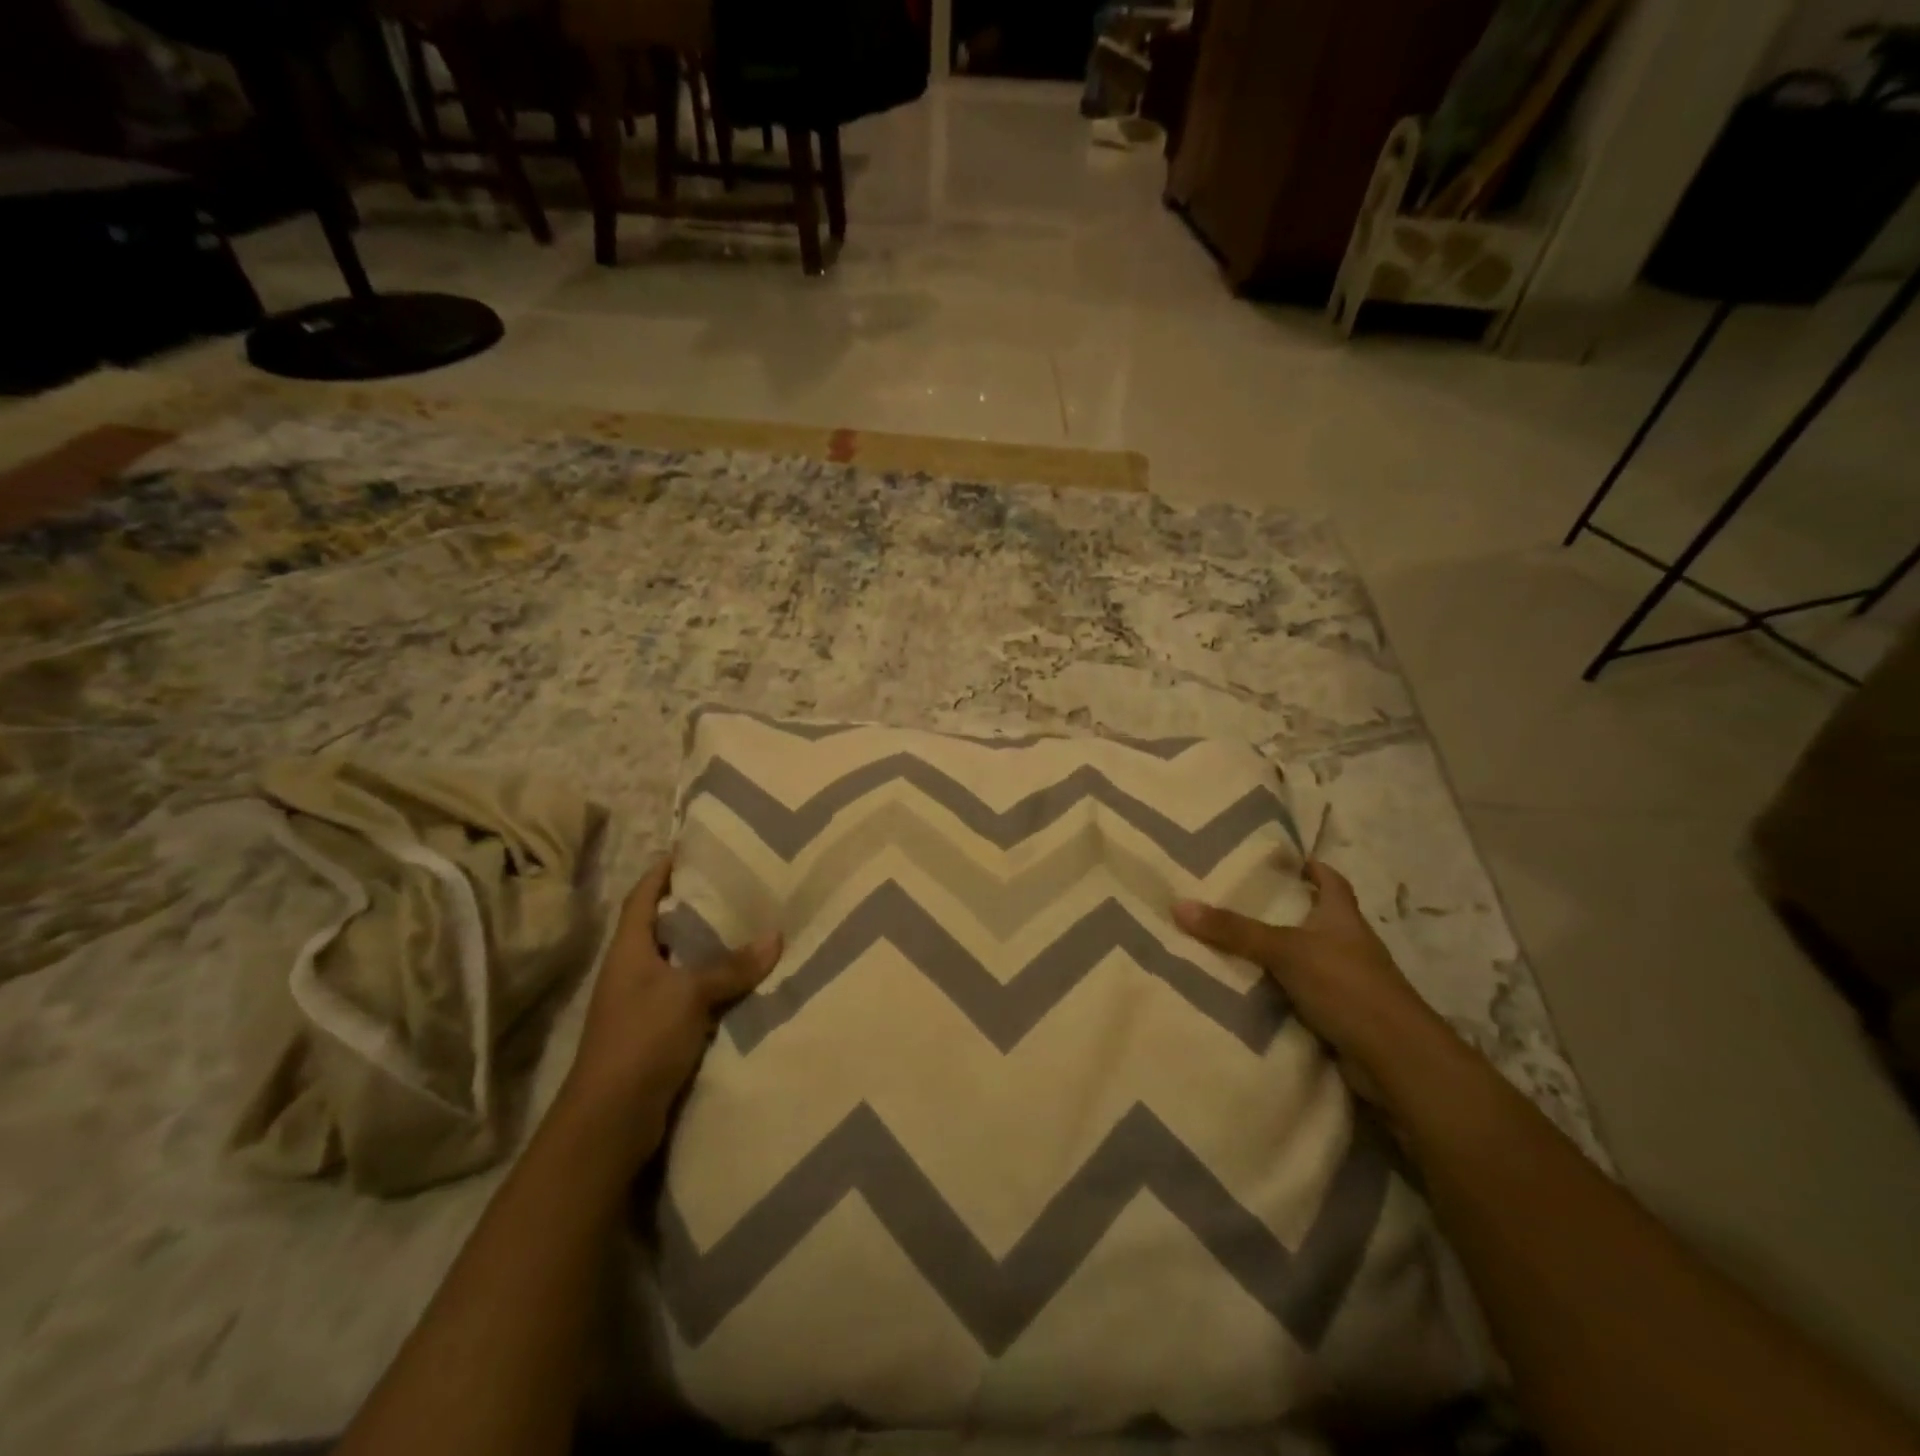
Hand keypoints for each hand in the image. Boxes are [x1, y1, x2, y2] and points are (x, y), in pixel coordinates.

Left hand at [552, 857, 780, 1165]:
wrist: (612, 1120)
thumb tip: (777, 935)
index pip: (642, 897)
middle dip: (696, 906)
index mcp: (629, 951)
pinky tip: (747, 979)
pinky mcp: (660, 1033)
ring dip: (711, 948)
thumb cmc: (641, 1040)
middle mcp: (634, 971)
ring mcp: (645, 1004)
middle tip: (737, 883)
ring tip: (751, 924)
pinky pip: (694, 996)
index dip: (662, 871)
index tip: (690, 847)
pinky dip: (717, 985)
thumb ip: (731, 966)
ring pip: (683, 963)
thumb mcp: (689, 994)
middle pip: (665, 927)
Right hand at [1174, 860, 1440, 1082]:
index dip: (1312, 867)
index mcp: (1343, 917)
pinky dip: (1282, 990)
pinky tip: (1251, 990)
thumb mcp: (1284, 950)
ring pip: (1308, 958)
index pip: (1331, 880)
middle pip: (1317, 918)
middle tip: (1239, 900)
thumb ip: (1234, 930)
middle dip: (1285, 910)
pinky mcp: (1342, 1015)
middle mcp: (1349, 944)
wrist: (1394, 1058)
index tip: (1284, 860)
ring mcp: (1348, 982)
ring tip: (1234, 943)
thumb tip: (1178, 905)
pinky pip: (1304, 994)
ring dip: (1281, 953)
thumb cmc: (1346, 986)